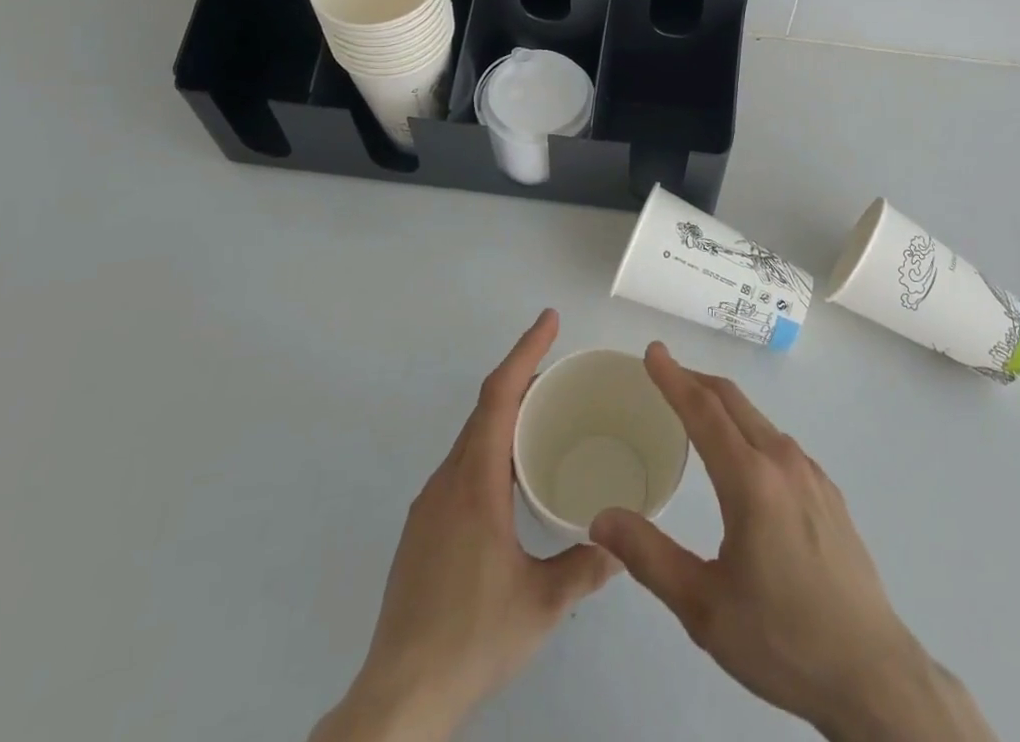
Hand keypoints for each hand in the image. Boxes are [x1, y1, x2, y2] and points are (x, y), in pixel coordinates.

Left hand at [312, 310, 617, 741]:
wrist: (397, 699)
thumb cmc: (471, 638)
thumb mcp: (542, 604)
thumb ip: (586, 566)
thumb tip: (622, 542)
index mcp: (475, 482)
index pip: (499, 395)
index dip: (525, 351)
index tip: (550, 320)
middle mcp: (447, 481)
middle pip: (485, 409)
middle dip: (522, 379)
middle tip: (562, 371)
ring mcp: (429, 506)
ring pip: (472, 439)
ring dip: (506, 416)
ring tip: (545, 419)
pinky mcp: (422, 531)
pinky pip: (462, 467)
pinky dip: (491, 449)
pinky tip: (512, 481)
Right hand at [589, 344, 996, 741]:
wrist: (872, 673)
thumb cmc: (781, 639)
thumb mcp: (704, 608)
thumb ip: (650, 557)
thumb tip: (602, 518)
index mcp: (750, 480)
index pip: (703, 410)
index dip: (674, 377)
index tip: (653, 351)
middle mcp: (783, 461)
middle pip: (733, 401)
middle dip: (696, 380)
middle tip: (665, 373)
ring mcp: (812, 474)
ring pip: (759, 420)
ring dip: (723, 405)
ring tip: (696, 413)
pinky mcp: (829, 493)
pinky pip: (779, 444)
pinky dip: (749, 430)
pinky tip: (743, 460)